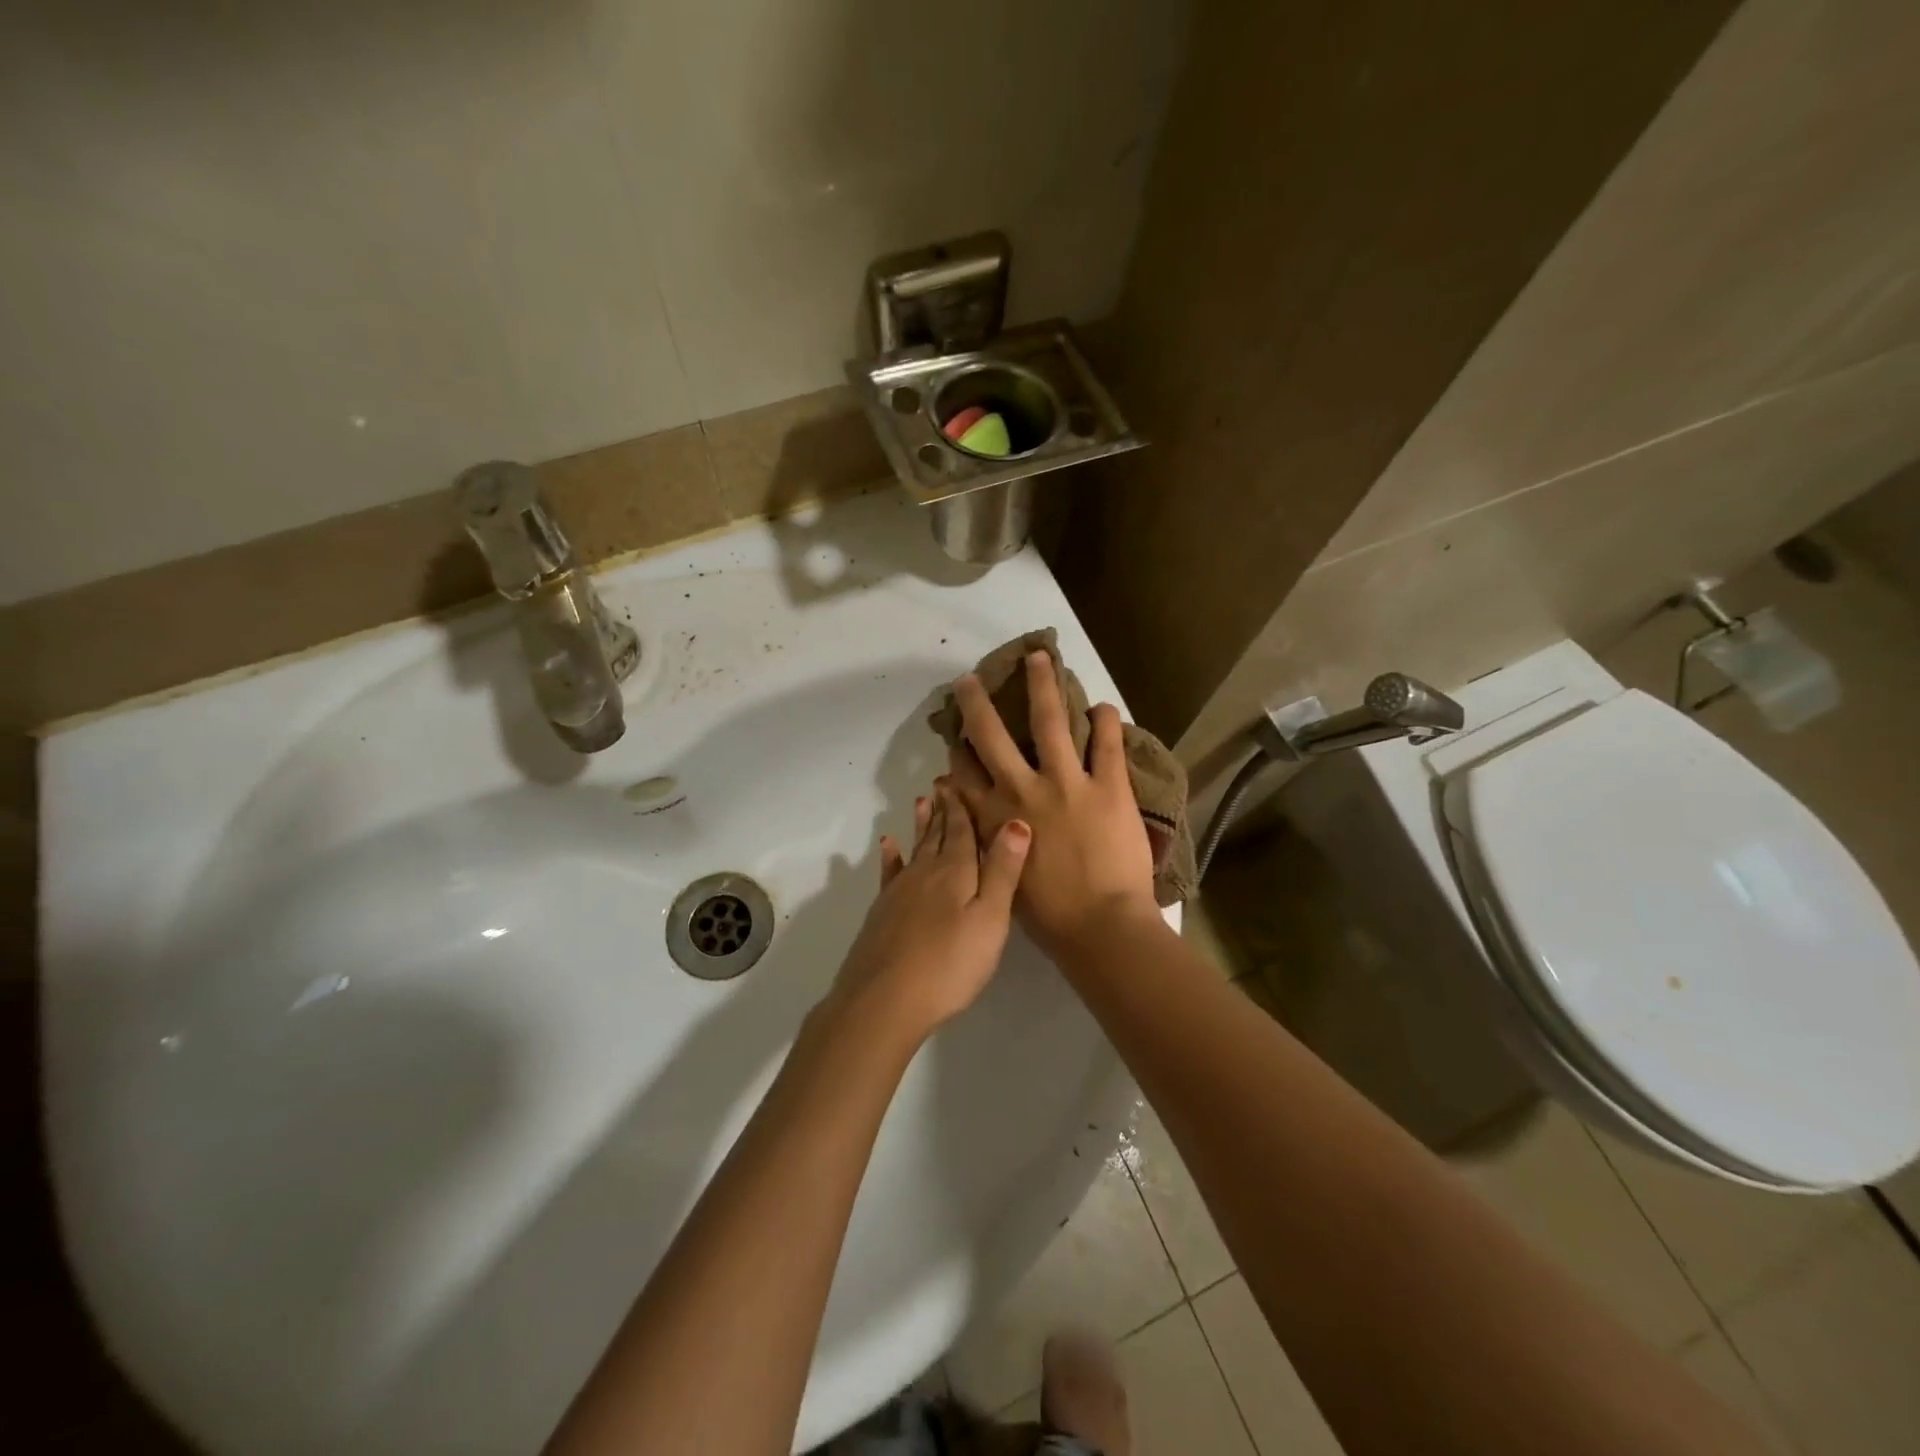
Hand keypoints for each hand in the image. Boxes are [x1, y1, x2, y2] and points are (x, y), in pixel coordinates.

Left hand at [823, 786, 1029, 1048]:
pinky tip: (887, 845)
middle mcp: (925, 872)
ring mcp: (899, 891)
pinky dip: (890, 856)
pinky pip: (889, 874)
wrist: (885, 1000)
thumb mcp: (989, 919)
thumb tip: (1016, 820)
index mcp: (955, 871)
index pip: (961, 830)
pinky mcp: (882, 912)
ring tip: (921, 801)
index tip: (960, 781)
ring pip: (914, 849)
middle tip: (943, 782)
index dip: (962, 806)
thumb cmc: (949, 963)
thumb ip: (1002, 871)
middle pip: (937, 834)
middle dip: (943, 809)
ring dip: (920, 825)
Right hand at [946, 652, 1158, 954]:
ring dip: (1043, 685)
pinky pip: (1107, 743)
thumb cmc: (1048, 916)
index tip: (954, 732)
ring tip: (1040, 657)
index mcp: (996, 816)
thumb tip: (974, 818)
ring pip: (1050, 721)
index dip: (957, 750)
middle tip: (971, 680)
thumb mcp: (1001, 879)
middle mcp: (1024, 789)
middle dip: (978, 704)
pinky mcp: (1109, 786)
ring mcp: (1068, 783)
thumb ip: (987, 842)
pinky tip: (1102, 705)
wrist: (1101, 928)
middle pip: (993, 735)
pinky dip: (1105, 721)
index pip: (965, 773)